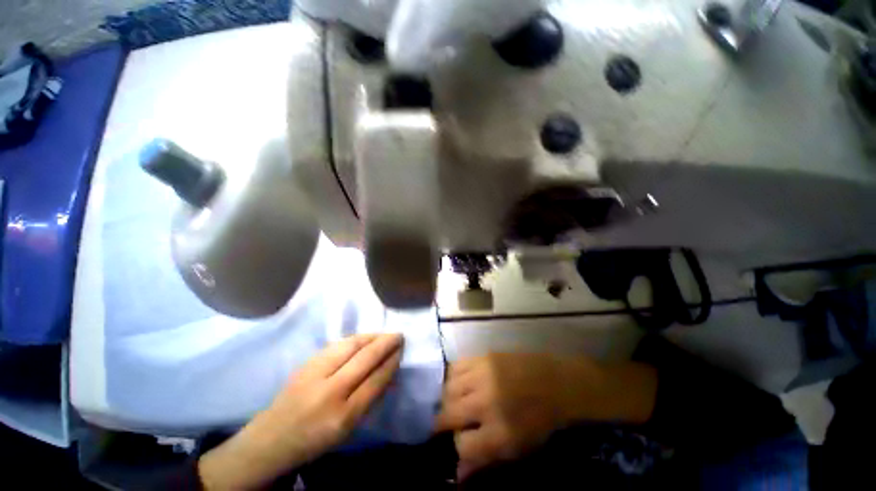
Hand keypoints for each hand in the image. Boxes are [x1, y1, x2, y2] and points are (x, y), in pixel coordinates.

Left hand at [198, 333, 403, 489]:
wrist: (271, 439)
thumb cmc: (315, 439)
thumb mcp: (348, 429)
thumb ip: (369, 399)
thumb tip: (388, 371)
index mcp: (343, 416)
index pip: (376, 380)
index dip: (391, 362)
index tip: (401, 350)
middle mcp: (330, 391)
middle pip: (365, 358)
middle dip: (385, 343)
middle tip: (398, 335)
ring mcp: (315, 374)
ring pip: (351, 345)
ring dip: (371, 336)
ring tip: (383, 334)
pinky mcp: (306, 363)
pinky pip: (337, 345)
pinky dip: (355, 338)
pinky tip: (363, 338)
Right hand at [435, 353, 656, 480]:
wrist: (555, 382)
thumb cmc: (540, 420)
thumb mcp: (519, 449)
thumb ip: (486, 460)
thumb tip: (458, 474)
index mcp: (500, 434)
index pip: (462, 445)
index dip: (460, 447)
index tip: (462, 442)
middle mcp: (486, 403)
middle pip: (448, 414)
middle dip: (443, 421)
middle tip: (447, 421)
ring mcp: (483, 376)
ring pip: (448, 389)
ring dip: (447, 398)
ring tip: (453, 401)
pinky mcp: (483, 356)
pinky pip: (455, 367)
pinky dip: (452, 377)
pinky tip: (459, 382)